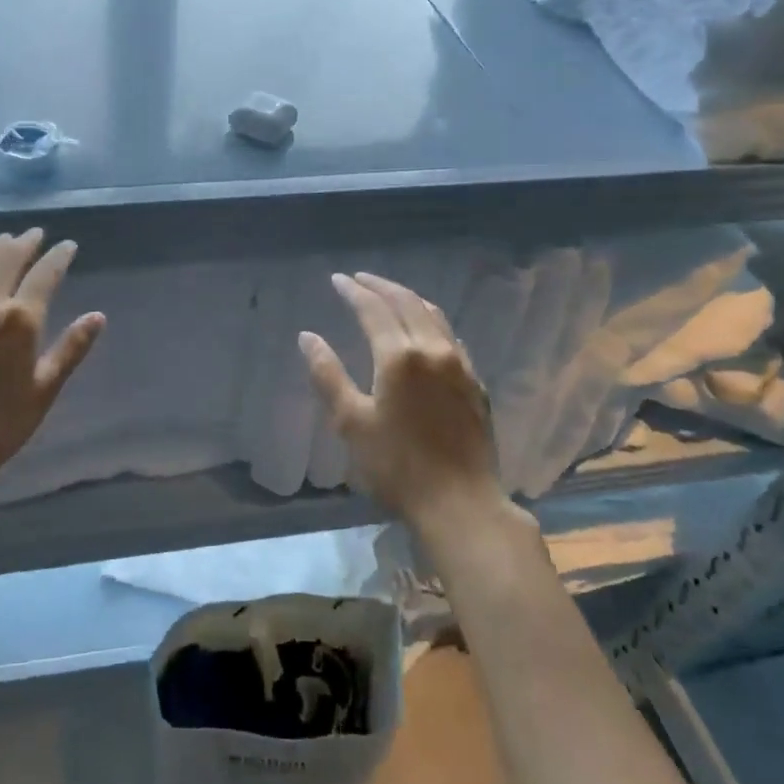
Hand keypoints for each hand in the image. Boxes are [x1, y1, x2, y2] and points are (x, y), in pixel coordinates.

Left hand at [0, 229, 104, 476]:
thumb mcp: (45, 389)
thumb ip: (71, 348)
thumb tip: (97, 316)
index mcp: (21, 319)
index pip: (45, 274)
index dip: (59, 256)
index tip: (68, 246)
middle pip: (7, 258)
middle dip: (25, 242)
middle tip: (36, 233)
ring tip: (5, 240)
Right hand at [300, 272, 501, 528]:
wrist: (461, 505)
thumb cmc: (397, 467)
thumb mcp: (351, 422)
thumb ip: (328, 375)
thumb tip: (307, 337)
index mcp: (399, 356)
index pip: (373, 309)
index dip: (354, 291)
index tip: (337, 279)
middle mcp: (433, 349)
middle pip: (407, 302)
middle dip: (381, 286)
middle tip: (360, 279)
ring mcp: (460, 365)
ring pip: (434, 315)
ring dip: (408, 298)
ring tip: (389, 294)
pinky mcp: (476, 383)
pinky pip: (451, 336)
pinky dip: (431, 321)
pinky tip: (425, 330)